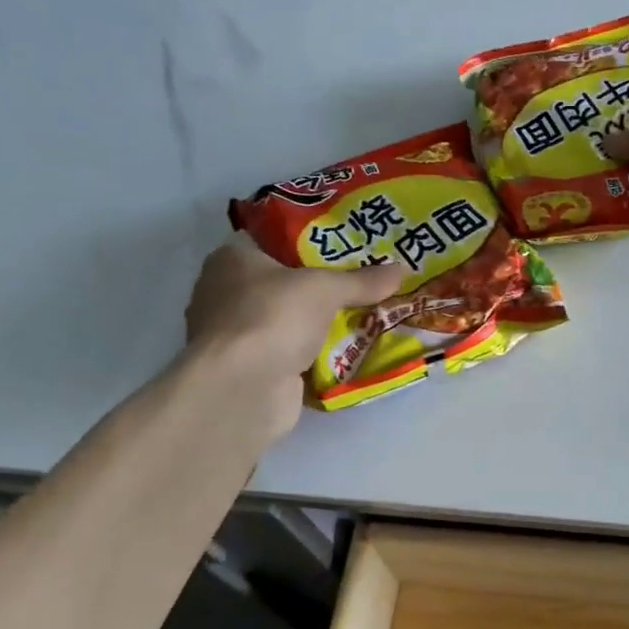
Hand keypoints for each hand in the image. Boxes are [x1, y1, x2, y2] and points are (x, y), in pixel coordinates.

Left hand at [185, 234, 403, 436]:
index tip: (344, 247)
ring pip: (288, 321)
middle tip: (363, 282)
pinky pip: (290, 353)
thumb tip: (402, 269)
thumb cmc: (273, 317)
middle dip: (319, 287)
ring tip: (364, 316)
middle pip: (283, 283)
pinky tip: (346, 352)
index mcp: (232, 259)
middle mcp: (226, 293)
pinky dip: (314, 355)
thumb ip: (362, 280)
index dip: (307, 242)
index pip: (270, 240)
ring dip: (318, 324)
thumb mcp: (326, 288)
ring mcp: (237, 335)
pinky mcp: (250, 369)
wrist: (243, 387)